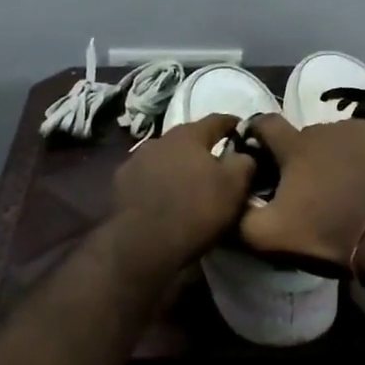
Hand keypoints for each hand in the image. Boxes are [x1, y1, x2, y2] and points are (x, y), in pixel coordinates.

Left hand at [112, 112, 253, 264]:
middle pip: (188, 138)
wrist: (143, 245)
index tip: (242, 131)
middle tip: (216, 163)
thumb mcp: (234, 187)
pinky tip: (163, 197)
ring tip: (187, 183)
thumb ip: (244, 162)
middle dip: (202, 148)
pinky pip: (146, 176)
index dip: (232, 124)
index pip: (217, 120)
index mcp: (189, 135)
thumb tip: (244, 153)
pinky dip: (157, 182)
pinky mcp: (120, 183)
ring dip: (177, 165)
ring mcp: (135, 160)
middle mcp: (159, 139)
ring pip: (165, 156)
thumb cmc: (196, 210)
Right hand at [240, 95, 364, 267]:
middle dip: (304, 152)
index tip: (255, 143)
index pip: (266, 124)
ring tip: (349, 172)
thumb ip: (240, 217)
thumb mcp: (269, 236)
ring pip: (346, 131)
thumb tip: (229, 200)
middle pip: (308, 133)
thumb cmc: (328, 234)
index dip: (257, 131)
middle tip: (309, 180)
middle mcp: (328, 129)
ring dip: (342, 147)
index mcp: (295, 147)